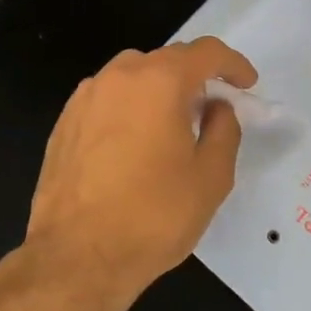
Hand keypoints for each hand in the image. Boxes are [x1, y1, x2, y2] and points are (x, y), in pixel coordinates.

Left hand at [24, 37, 257, 310]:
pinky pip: (107, 100)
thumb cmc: (154, 216)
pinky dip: (129, 109)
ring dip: (159, 90)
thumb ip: (224, 129)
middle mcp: (118, 77)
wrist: (77, 258)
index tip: (246, 85)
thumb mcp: (212, 176)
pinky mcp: (63, 124)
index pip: (205, 52)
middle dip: (195, 77)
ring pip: (132, 77)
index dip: (233, 64)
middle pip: (166, 60)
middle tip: (212, 110)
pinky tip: (135, 145)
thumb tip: (215, 108)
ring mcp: (85, 98)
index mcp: (159, 81)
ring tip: (172, 126)